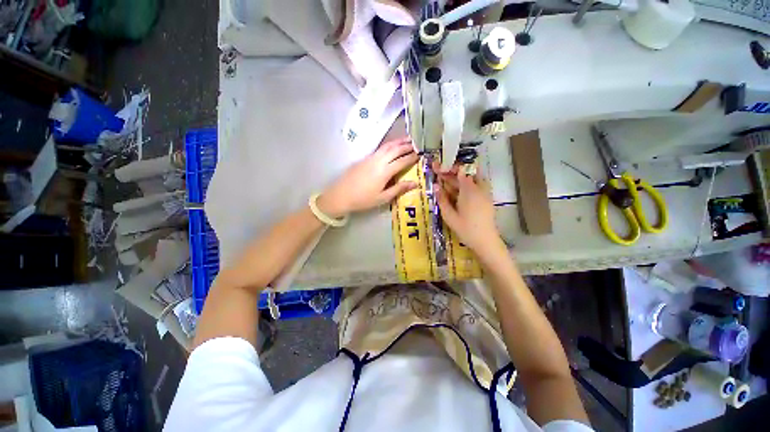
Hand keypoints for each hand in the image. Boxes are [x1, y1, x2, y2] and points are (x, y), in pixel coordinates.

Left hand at [318, 138, 418, 217]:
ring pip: (387, 146)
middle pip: (395, 149)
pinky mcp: (364, 158)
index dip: (412, 157)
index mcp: (385, 171)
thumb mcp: (383, 198)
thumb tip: (415, 183)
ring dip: (398, 142)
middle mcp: (379, 161)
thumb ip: (399, 189)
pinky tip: (391, 146)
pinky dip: (389, 145)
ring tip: (407, 139)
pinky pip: (380, 148)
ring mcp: (370, 158)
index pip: (402, 161)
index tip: (420, 155)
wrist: (341, 195)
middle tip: (416, 144)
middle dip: (407, 146)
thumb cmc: (363, 199)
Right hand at [434, 163, 501, 254]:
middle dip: (451, 172)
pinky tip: (455, 190)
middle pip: (465, 174)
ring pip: (471, 179)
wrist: (485, 241)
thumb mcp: (449, 215)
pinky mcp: (486, 199)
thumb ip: (442, 199)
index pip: (460, 171)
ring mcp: (484, 193)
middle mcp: (479, 188)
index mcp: (469, 190)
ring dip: (458, 178)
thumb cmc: (465, 229)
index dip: (449, 167)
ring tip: (444, 181)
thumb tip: (435, 185)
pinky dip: (464, 185)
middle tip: (438, 172)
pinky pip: (475, 186)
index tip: (438, 167)